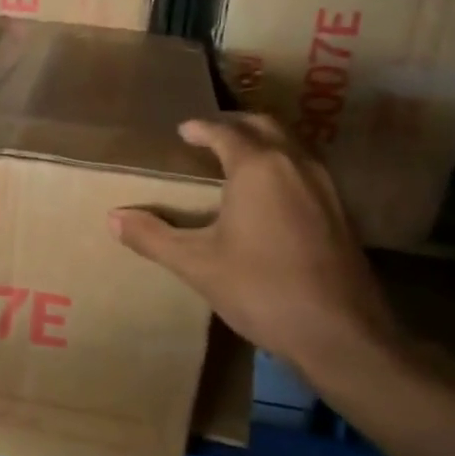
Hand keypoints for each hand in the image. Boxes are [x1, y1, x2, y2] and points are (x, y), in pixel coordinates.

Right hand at [110, 113, 403, 388]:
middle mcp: (294, 163)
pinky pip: (305, 167)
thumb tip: (113, 218)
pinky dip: (282, 163)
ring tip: (237, 159)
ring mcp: (324, 185)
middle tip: (209, 134)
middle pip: (264, 125)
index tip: (183, 130)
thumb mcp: (197, 264)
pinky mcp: (340, 210)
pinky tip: (270, 194)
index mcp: (257, 167)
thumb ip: (153, 237)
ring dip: (262, 141)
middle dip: (235, 124)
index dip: (200, 128)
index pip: (225, 131)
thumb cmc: (261, 289)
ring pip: (291, 144)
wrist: (340, 332)